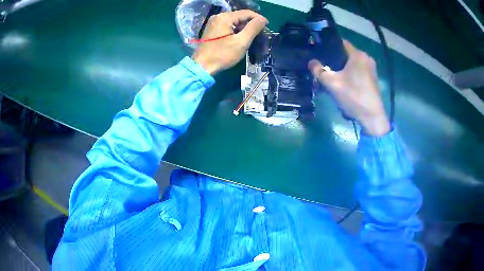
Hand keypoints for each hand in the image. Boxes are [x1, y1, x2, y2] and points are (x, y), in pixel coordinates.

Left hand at [192, 10, 267, 74]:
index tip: (267, 27)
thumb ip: (253, 28)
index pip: (247, 13)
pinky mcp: (212, 29)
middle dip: (251, 23)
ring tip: (251, 37)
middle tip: (260, 33)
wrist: (202, 67)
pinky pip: (227, 25)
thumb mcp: (241, 42)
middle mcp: (218, 16)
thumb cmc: (222, 55)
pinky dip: (235, 30)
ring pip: (234, 21)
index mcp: (225, 17)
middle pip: (240, 16)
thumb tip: (263, 19)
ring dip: (244, 27)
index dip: (259, 18)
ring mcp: (213, 22)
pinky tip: (240, 38)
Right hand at [309, 40, 389, 136]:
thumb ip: (319, 71)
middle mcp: (366, 58)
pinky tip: (345, 84)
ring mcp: (372, 69)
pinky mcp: (373, 79)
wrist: (372, 117)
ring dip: (343, 68)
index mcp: (358, 55)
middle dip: (335, 59)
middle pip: (346, 54)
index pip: (340, 43)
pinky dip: (351, 74)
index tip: (320, 53)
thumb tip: (311, 62)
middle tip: (324, 67)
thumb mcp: (332, 83)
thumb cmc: (353, 96)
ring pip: (352, 63)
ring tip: (333, 77)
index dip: (329, 47)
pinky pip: (358, 71)